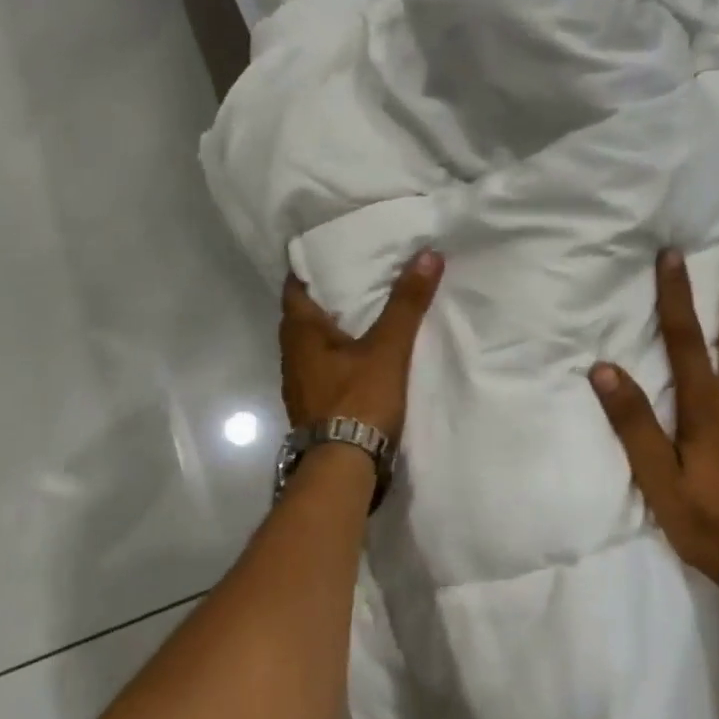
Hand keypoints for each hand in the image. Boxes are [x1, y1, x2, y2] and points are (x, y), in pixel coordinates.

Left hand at [281, 250, 443, 443]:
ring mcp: (299, 383)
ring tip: (366, 312)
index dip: (311, 266)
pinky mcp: (313, 406)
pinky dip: (340, 356)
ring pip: (314, 344)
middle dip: (328, 297)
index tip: (335, 251)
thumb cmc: (358, 400)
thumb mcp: (388, 348)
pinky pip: (324, 368)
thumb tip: (427, 255)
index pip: (296, 285)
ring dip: (335, 329)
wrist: (343, 467)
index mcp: (300, 332)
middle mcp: (291, 354)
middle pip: (305, 315)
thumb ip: (406, 303)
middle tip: (359, 277)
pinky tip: (363, 356)